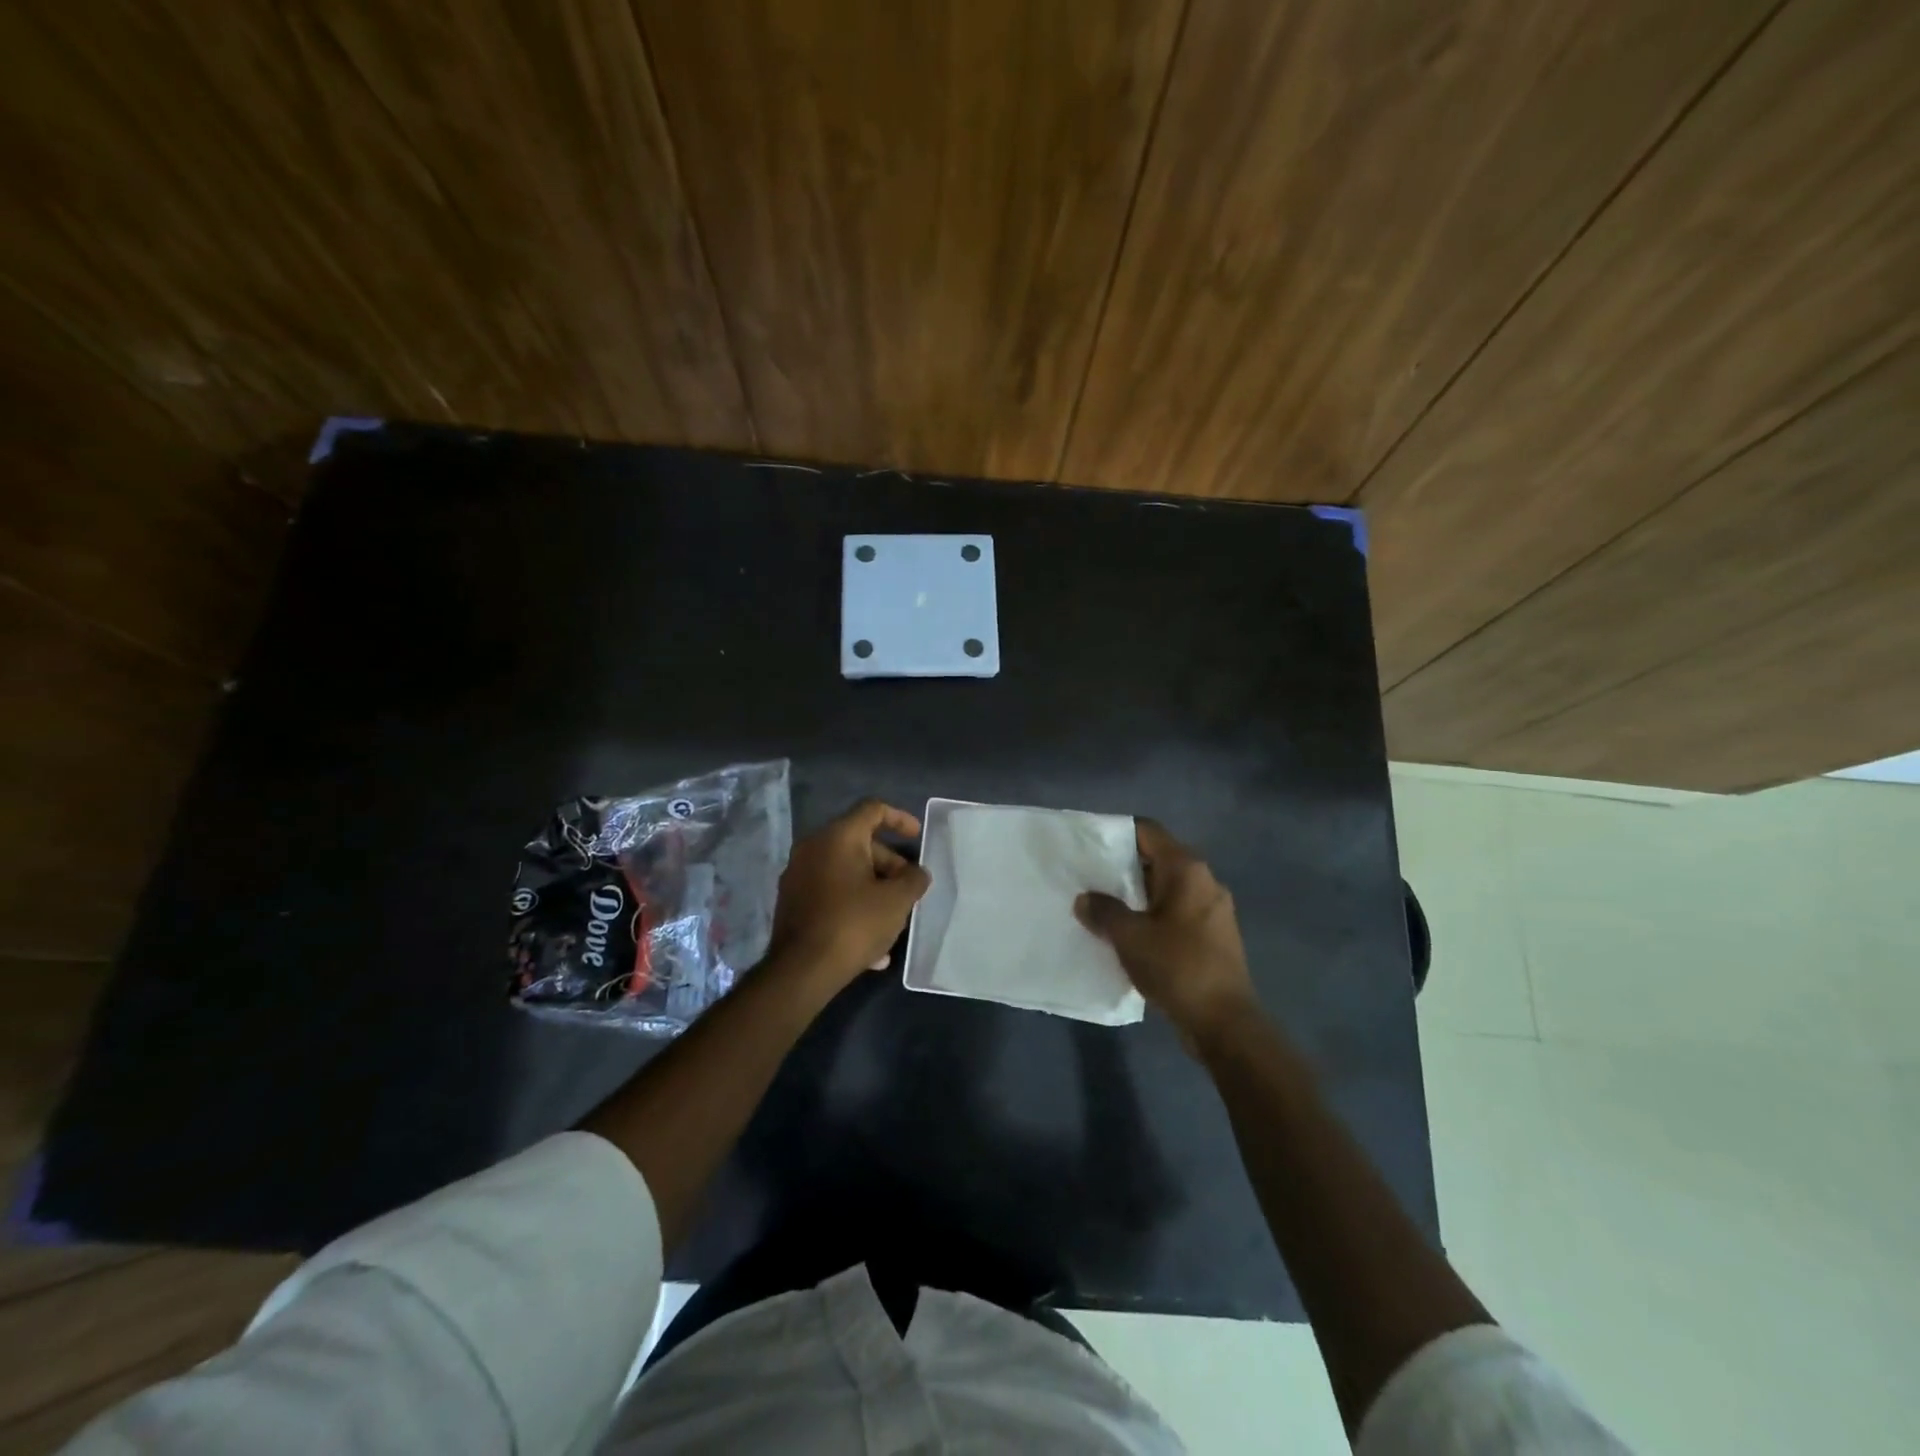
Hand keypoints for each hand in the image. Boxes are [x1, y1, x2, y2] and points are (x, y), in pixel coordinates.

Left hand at [766, 799, 930, 990]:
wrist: (801, 970)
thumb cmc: (854, 924)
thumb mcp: (897, 901)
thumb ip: (913, 880)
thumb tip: (916, 874)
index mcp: (838, 837)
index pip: (872, 809)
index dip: (899, 818)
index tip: (917, 837)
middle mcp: (813, 848)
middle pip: (859, 843)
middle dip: (889, 865)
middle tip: (909, 889)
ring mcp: (798, 875)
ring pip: (846, 872)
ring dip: (874, 890)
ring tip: (895, 920)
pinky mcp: (792, 902)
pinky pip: (831, 894)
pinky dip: (854, 906)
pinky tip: (872, 945)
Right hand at [1075, 819, 1255, 1048]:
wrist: (1224, 1022)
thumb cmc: (1177, 966)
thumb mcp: (1129, 937)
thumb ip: (1103, 911)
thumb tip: (1085, 899)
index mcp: (1187, 869)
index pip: (1148, 832)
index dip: (1117, 834)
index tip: (1089, 846)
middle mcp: (1205, 880)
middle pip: (1158, 859)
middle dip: (1124, 868)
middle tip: (1090, 879)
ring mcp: (1214, 909)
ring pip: (1167, 888)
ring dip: (1138, 895)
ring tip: (1105, 907)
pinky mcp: (1214, 935)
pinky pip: (1177, 912)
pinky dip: (1154, 915)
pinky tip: (1131, 934)